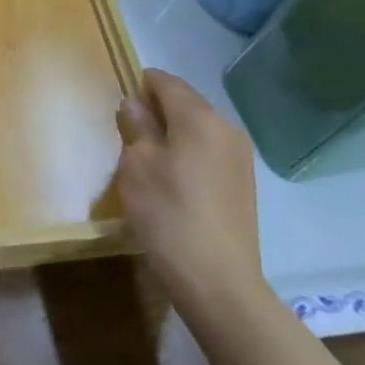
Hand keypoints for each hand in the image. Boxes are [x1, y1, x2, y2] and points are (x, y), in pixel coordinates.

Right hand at [116, 70, 265, 319]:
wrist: (218, 282)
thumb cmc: (168, 214)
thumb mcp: (136, 166)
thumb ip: (135, 127)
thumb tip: (135, 105)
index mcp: (199, 118)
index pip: (166, 82)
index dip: (140, 86)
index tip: (121, 108)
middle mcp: (226, 129)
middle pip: (185, 103)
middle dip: (157, 111)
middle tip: (129, 135)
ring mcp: (240, 158)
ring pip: (198, 129)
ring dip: (173, 134)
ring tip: (149, 161)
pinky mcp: (244, 184)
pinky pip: (209, 152)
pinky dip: (189, 155)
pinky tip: (173, 182)